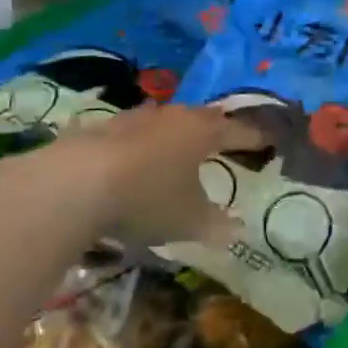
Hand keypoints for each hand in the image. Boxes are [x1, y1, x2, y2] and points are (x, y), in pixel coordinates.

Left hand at [70, 103, 268, 246]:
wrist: (78, 181)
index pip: (239, 131)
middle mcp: (174, 116)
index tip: (269, 140)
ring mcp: (136, 117)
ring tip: (179, 146)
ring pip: (166, 120)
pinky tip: (134, 157)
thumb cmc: (148, 198)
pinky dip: (140, 142)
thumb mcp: (189, 221)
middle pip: (203, 117)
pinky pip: (132, 131)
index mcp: (203, 132)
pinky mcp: (104, 126)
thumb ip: (216, 225)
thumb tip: (238, 231)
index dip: (255, 137)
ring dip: (175, 132)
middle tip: (225, 138)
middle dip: (216, 128)